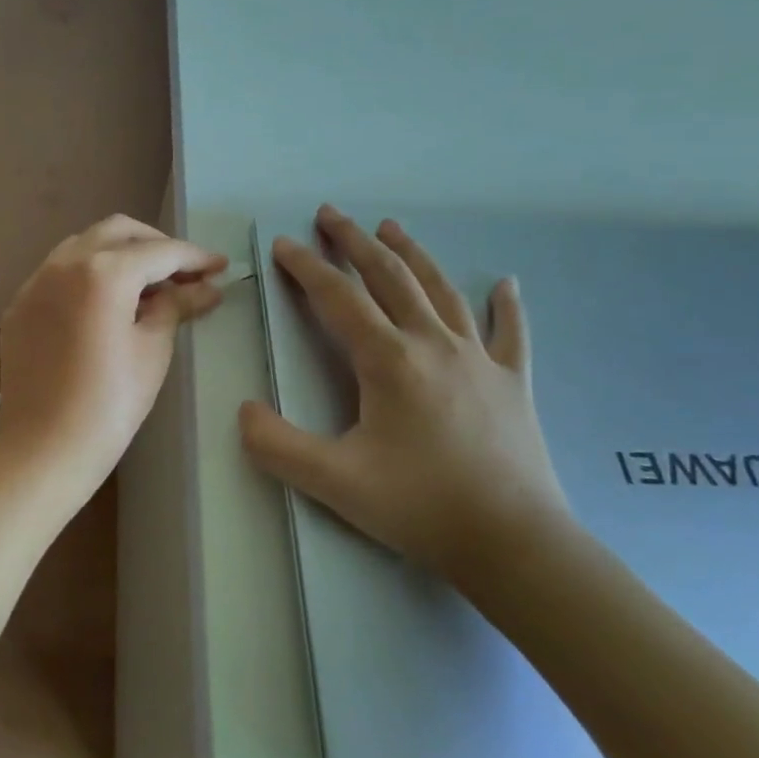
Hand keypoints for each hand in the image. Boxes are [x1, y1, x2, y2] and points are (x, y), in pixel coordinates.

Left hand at [0, 215, 226, 500]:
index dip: (194, 257)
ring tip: (147, 286)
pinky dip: (88, 274)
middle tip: (183, 272)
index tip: (219, 266)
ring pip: (83, 245)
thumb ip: (176, 306)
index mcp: (102, 272)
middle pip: (118, 232)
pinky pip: (58, 272)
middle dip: (155, 244)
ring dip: (119, 253)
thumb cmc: (110, 404)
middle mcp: (63, 263)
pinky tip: (105, 303)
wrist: (44, 450)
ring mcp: (35, 283)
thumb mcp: (153, 350)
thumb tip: (204, 287)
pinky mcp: (19, 306)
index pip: (159, 252)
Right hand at [238, 205, 571, 587]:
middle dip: (354, 242)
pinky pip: (510, 333)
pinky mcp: (512, 383)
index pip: (338, 298)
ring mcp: (479, 360)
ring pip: (442, 291)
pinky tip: (507, 283)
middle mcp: (433, 344)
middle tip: (330, 213)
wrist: (514, 543)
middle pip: (389, 277)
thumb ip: (277, 445)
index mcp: (389, 360)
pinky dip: (506, 305)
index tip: (283, 244)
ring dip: (412, 255)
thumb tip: (244, 410)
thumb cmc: (420, 506)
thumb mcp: (334, 481)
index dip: (306, 267)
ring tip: (390, 228)